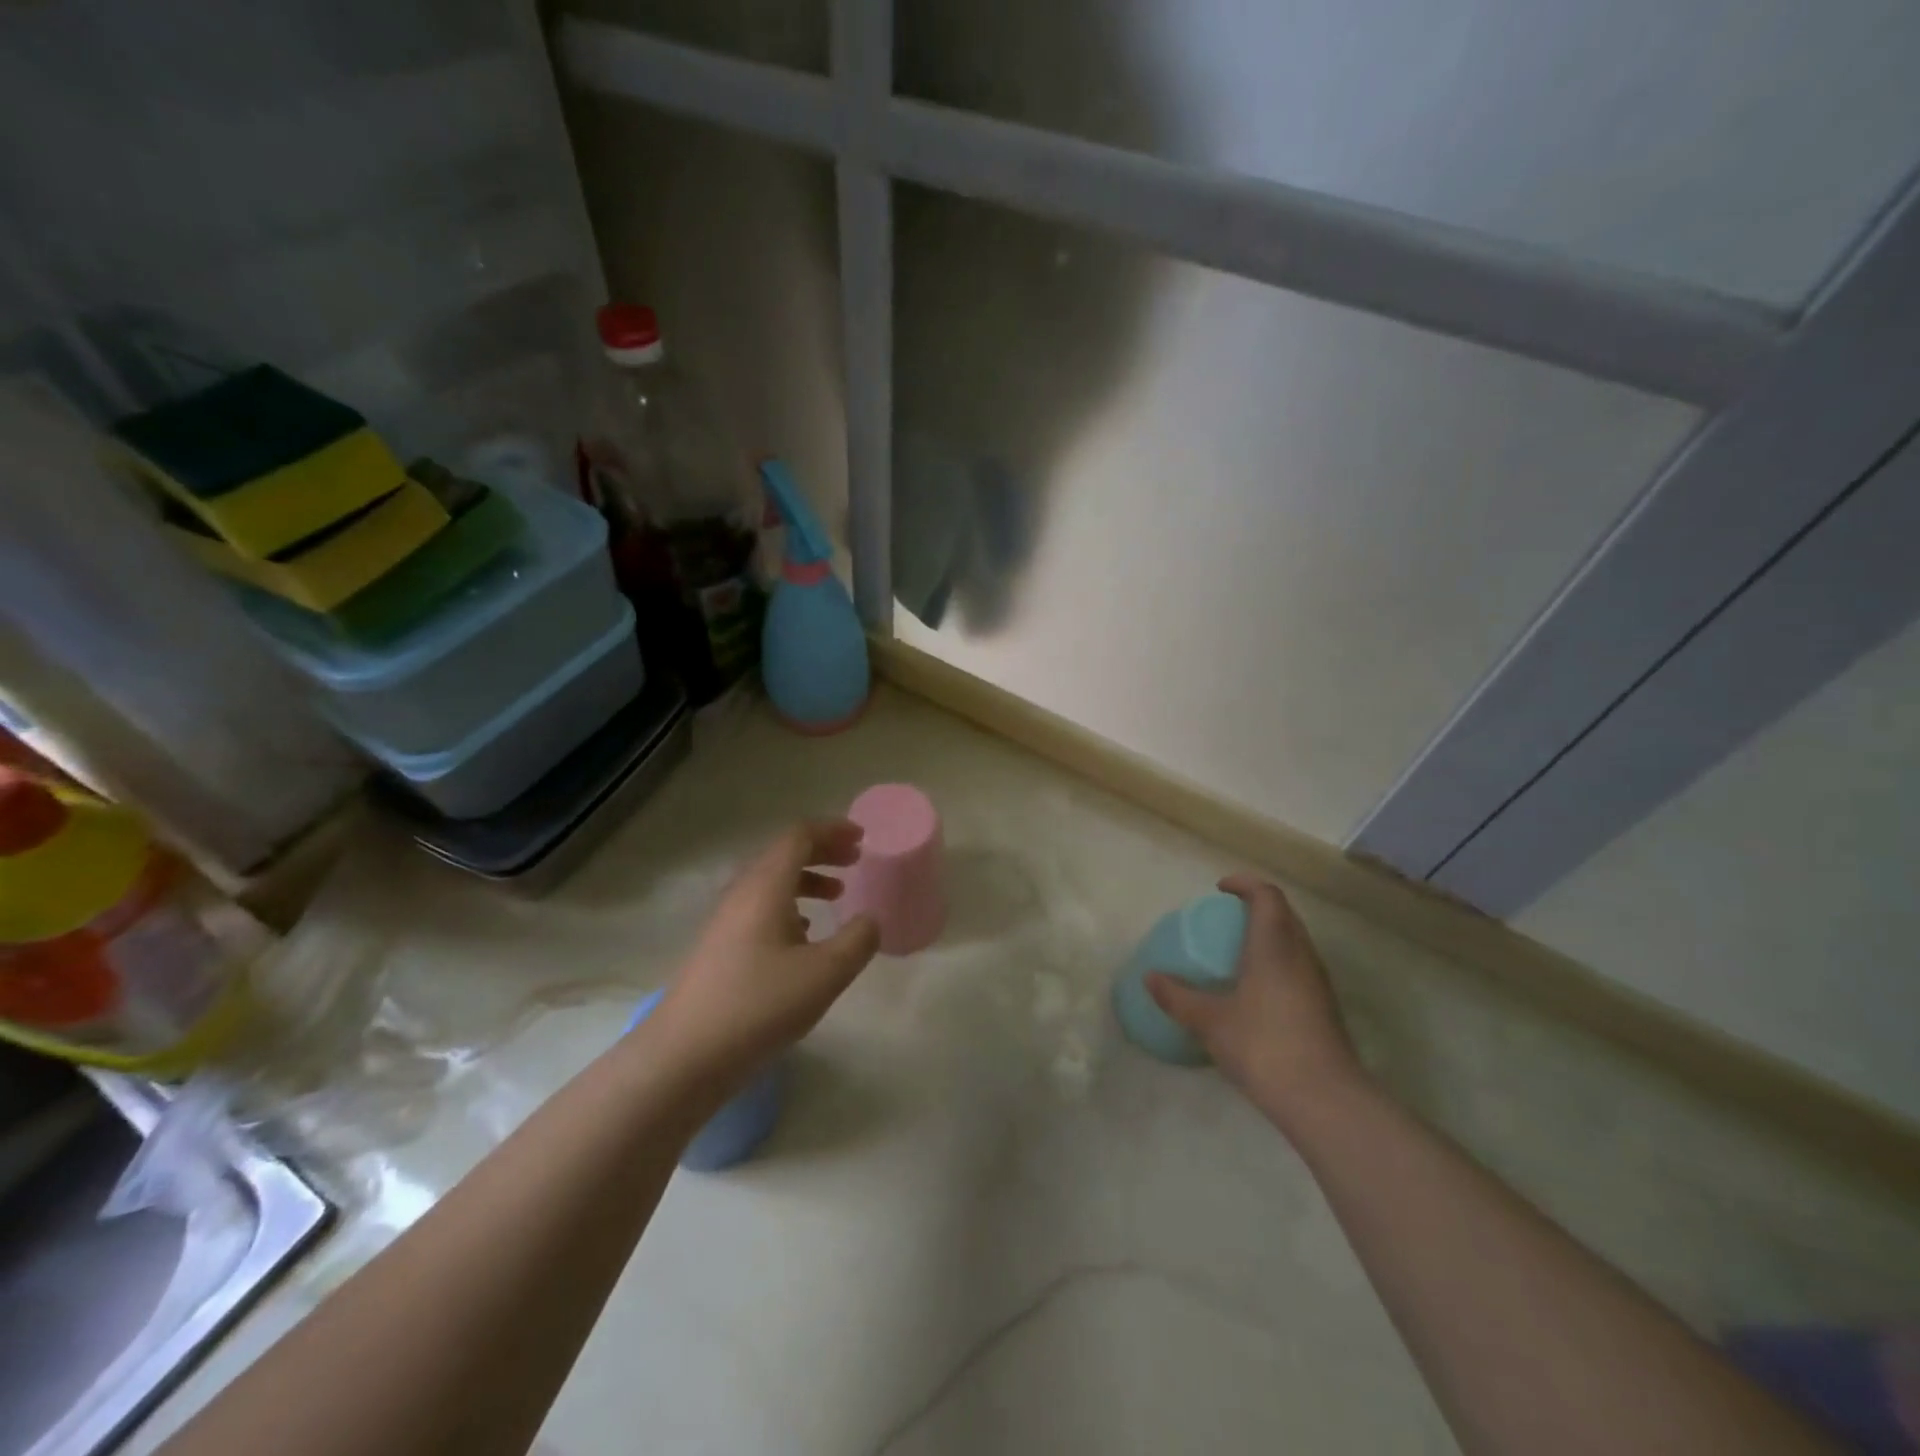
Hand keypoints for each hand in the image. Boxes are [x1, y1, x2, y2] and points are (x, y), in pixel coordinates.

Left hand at [644, 821, 880, 1094]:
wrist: (684, 1056)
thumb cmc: (759, 1005)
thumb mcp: (825, 973)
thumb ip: (857, 940)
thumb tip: (870, 920)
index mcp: (766, 886)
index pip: (799, 836)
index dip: (832, 830)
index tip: (862, 838)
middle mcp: (742, 894)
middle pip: (783, 855)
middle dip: (822, 852)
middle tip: (855, 860)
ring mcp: (725, 921)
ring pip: (771, 883)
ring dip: (806, 880)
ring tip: (836, 895)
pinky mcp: (719, 948)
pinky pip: (759, 909)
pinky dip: (789, 907)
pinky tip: (803, 936)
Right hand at [1146, 874, 1364, 1128]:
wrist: (1325, 1099)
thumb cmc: (1263, 1046)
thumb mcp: (1210, 1021)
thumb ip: (1178, 997)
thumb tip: (1149, 978)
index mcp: (1274, 945)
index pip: (1267, 895)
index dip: (1245, 884)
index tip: (1220, 889)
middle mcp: (1301, 955)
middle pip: (1284, 914)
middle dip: (1256, 906)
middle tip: (1225, 917)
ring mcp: (1318, 982)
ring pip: (1294, 941)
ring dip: (1269, 934)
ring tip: (1237, 951)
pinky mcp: (1324, 1008)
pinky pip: (1298, 966)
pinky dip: (1277, 961)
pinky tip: (1255, 989)